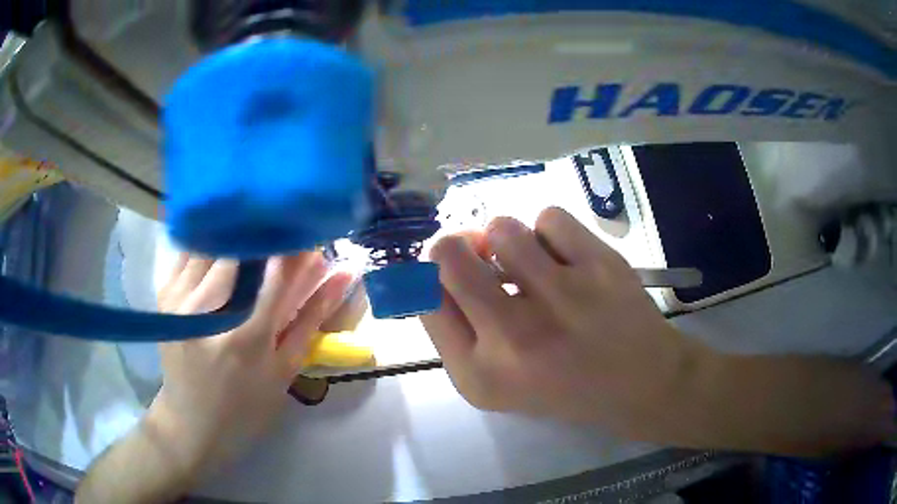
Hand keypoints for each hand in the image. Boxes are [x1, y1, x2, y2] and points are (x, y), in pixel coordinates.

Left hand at [151, 253, 351, 474]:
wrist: (192, 423)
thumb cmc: (246, 405)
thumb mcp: (284, 369)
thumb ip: (311, 316)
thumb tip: (344, 273)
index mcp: (245, 338)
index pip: (276, 271)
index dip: (295, 245)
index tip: (306, 231)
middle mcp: (205, 311)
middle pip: (238, 247)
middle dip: (263, 234)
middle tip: (279, 233)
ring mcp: (178, 299)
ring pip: (210, 241)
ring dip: (236, 235)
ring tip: (254, 239)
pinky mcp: (164, 294)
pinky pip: (188, 250)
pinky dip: (210, 243)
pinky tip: (225, 251)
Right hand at [422, 207, 703, 437]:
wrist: (642, 383)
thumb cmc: (564, 387)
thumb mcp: (496, 382)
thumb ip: (456, 332)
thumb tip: (431, 266)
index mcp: (480, 374)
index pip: (422, 297)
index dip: (425, 272)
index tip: (445, 267)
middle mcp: (514, 337)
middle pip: (447, 254)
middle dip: (454, 245)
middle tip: (476, 252)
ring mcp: (562, 298)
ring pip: (501, 227)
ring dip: (506, 238)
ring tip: (528, 261)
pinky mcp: (600, 267)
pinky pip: (548, 217)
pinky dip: (549, 231)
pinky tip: (564, 258)